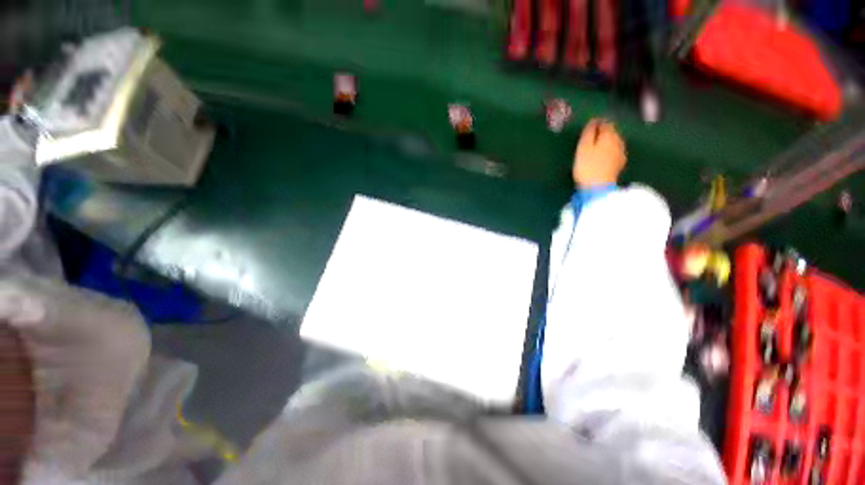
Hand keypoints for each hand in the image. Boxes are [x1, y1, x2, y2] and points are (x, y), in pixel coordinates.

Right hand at [572, 118, 625, 186]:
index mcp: (609, 135)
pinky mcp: (620, 164)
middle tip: (592, 136)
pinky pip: (615, 152)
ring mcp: (621, 153)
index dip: (597, 123)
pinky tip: (604, 156)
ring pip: (615, 141)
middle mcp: (618, 141)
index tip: (589, 126)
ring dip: (607, 141)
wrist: (598, 187)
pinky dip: (610, 151)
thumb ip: (589, 133)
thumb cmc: (587, 165)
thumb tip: (593, 121)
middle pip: (612, 132)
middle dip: (603, 132)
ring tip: (597, 146)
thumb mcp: (583, 147)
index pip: (605, 123)